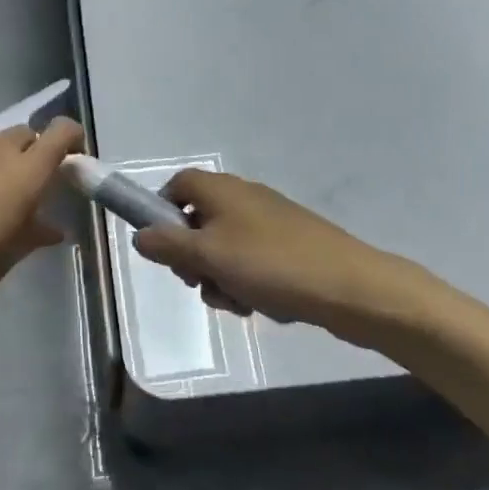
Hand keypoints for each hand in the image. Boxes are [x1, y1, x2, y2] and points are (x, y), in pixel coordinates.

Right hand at [132, 170, 400, 339]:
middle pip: (198, 221)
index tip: (163, 248)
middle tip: (201, 282)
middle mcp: (243, 197)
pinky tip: (259, 304)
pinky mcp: (289, 245)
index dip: (162, 213)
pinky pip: (251, 261)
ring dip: (220, 277)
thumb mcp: (208, 257)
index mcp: (221, 189)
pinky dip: (247, 282)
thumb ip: (168, 246)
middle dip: (192, 257)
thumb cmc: (270, 264)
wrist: (348, 287)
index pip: (177, 185)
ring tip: (237, 301)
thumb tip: (140, 236)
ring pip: (223, 248)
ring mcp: (268, 222)